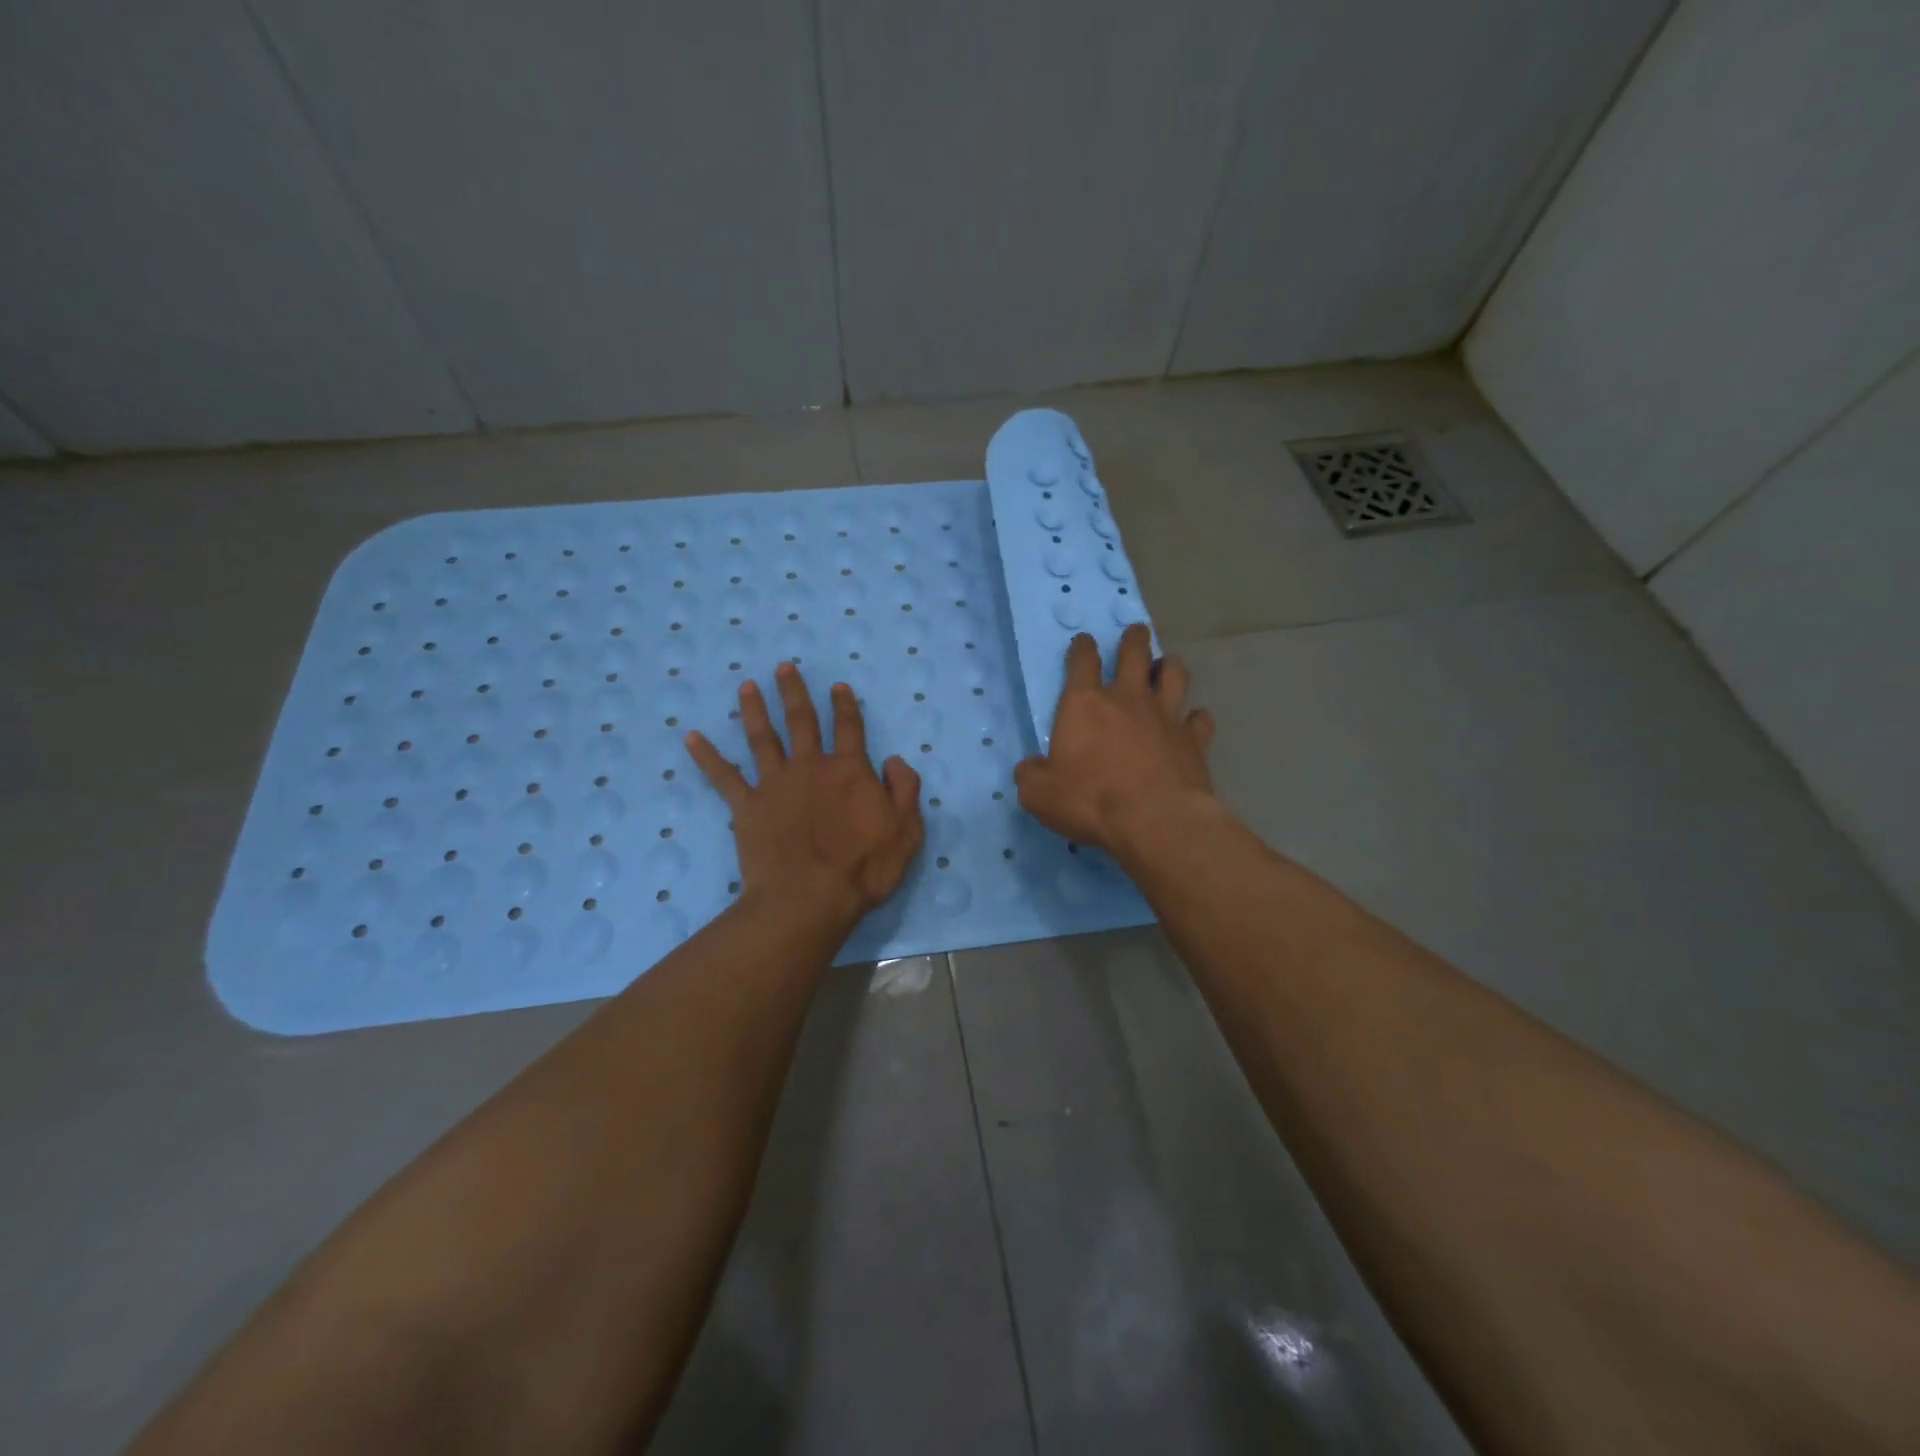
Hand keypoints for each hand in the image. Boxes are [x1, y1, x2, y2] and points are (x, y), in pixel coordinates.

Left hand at [686, 662, 924, 922]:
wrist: (808, 899)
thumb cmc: (863, 870)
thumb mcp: (906, 832)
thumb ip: (905, 790)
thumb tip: (894, 759)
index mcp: (850, 771)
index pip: (850, 728)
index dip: (846, 706)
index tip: (838, 686)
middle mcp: (811, 767)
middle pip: (802, 721)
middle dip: (794, 692)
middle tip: (784, 668)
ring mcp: (775, 784)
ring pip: (762, 738)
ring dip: (754, 710)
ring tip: (746, 687)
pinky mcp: (747, 807)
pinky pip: (724, 777)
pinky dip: (707, 757)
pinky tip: (691, 738)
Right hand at [1015, 625, 1215, 854]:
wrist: (1155, 821)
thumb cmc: (1091, 801)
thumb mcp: (1040, 794)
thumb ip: (1031, 775)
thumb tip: (1030, 767)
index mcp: (1085, 704)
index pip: (1082, 661)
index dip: (1082, 647)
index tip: (1084, 642)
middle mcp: (1128, 699)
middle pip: (1135, 652)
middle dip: (1134, 639)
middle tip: (1136, 632)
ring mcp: (1166, 716)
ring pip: (1175, 674)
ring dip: (1169, 666)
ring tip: (1166, 668)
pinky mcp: (1194, 740)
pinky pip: (1200, 718)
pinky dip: (1195, 718)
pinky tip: (1192, 722)